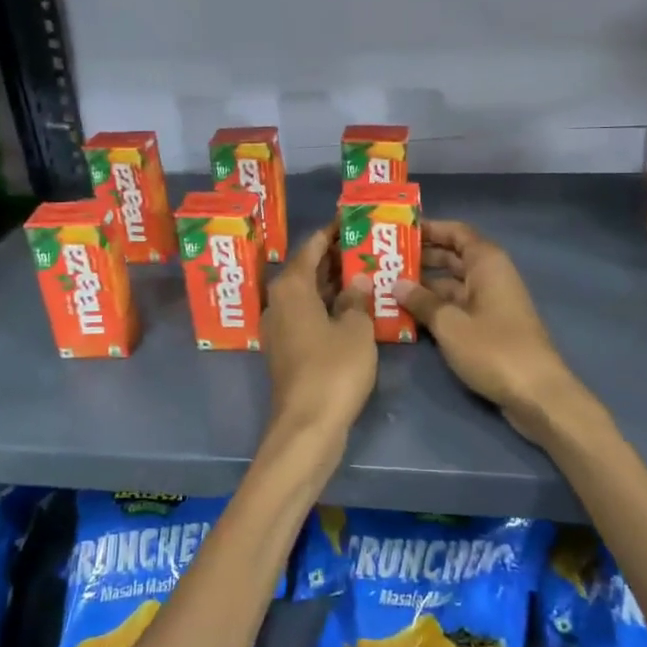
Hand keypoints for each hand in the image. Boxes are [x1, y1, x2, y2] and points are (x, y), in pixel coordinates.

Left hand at [262, 223, 376, 440]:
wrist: (307, 426)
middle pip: (306, 270)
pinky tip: (355, 309)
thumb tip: (357, 281)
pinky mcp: (288, 352)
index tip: (350, 220)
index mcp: (291, 288)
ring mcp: (281, 329)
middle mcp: (279, 303)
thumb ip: (357, 300)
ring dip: (334, 284)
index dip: (330, 233)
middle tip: (366, 245)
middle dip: (334, 258)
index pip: (310, 247)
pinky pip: (309, 317)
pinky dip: (329, 308)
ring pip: (308, 295)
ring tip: (366, 271)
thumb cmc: (333, 370)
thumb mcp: (355, 330)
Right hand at [394, 220, 578, 437]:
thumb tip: (395, 284)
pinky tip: (407, 315)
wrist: (537, 394)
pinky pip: (457, 307)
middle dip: (420, 258)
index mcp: (487, 263)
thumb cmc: (493, 349)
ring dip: (424, 286)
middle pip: (452, 257)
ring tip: (386, 288)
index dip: (429, 229)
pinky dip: (435, 308)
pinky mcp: (489, 327)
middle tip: (383, 261)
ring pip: (452, 285)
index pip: (456, 232)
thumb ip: (421, 301)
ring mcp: (491, 303)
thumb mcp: (450, 324)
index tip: (398, 231)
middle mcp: (491, 276)